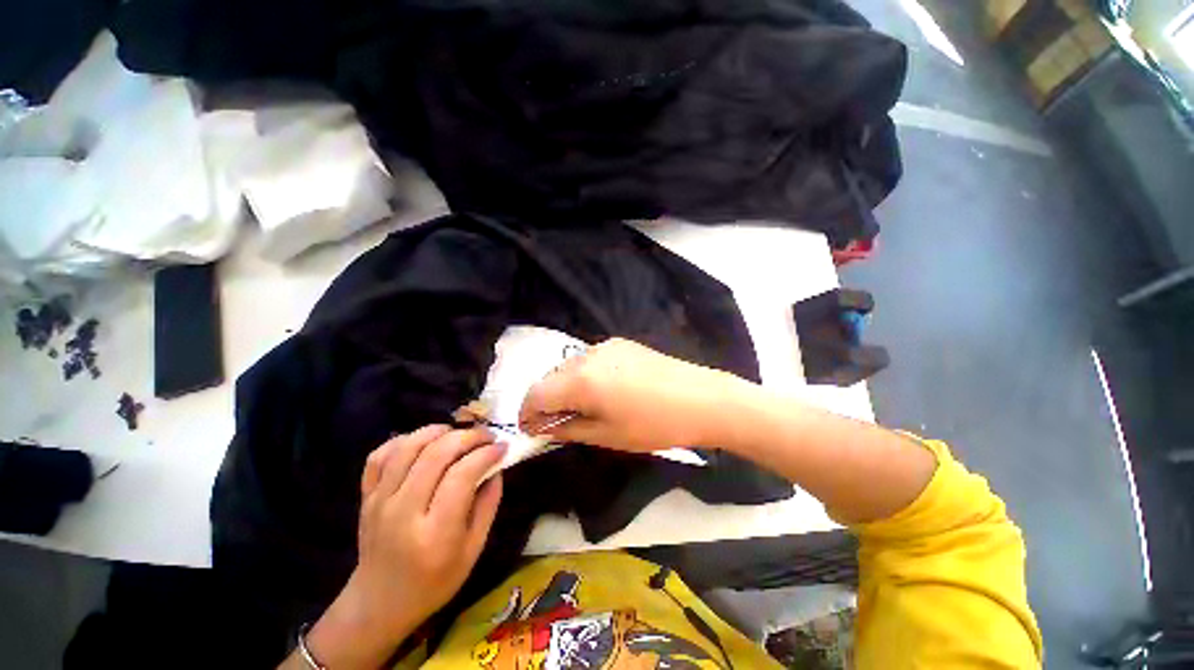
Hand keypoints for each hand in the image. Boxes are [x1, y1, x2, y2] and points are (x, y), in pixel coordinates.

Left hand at [305, 426, 504, 668]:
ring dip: (439, 431)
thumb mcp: (474, 550)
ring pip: (409, 447)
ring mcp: (379, 502)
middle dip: (468, 437)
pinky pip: (380, 455)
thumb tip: (496, 466)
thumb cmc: (435, 582)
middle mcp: (403, 513)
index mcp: (435, 534)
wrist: (378, 603)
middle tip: (486, 437)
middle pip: (436, 454)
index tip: (502, 447)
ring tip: (458, 434)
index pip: (462, 476)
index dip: (486, 454)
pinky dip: (404, 440)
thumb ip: (488, 504)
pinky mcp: (366, 496)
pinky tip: (424, 443)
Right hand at [518, 338, 738, 452]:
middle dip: (546, 400)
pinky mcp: (621, 343)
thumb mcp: (607, 435)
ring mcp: (605, 345)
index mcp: (580, 380)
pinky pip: (590, 359)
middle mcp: (586, 355)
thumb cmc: (653, 425)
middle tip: (555, 423)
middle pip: (550, 377)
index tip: (530, 429)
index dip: (528, 414)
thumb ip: (568, 428)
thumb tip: (543, 426)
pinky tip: (602, 390)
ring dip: (565, 387)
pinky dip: (584, 375)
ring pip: (569, 367)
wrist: (700, 398)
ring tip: (581, 407)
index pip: (536, 394)